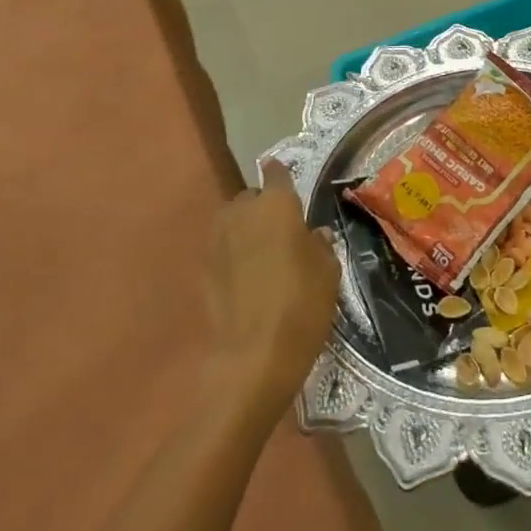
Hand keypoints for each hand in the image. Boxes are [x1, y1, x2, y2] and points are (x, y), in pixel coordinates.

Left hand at [203, 161, 339, 416]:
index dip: (281, 175)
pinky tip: (248, 277)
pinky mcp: (203, 269)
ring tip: (264, 253)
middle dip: (263, 207)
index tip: (287, 180)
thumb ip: (320, 245)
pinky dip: (233, 254)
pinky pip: (222, 249)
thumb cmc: (301, 305)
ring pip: (233, 222)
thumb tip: (313, 234)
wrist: (253, 356)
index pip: (277, 173)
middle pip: (251, 198)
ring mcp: (217, 240)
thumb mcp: (328, 273)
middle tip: (282, 230)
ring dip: (246, 229)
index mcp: (277, 204)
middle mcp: (242, 212)